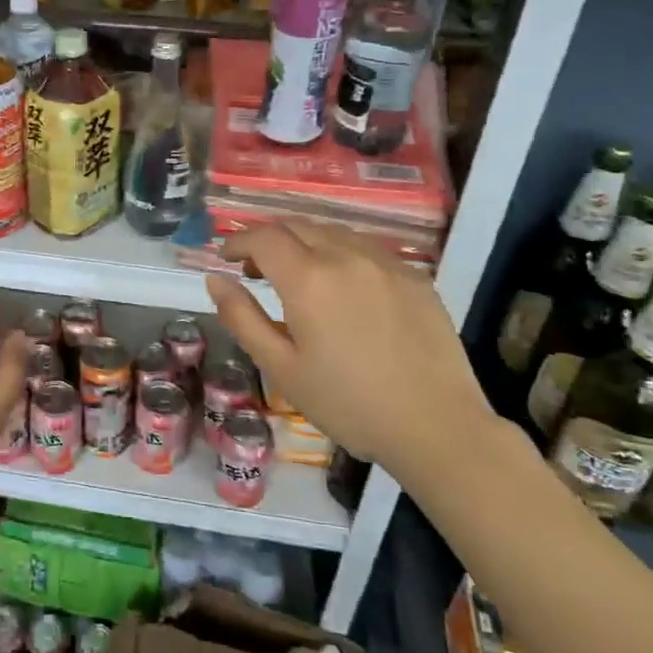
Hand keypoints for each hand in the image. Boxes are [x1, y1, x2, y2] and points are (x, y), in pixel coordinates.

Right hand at [205, 222, 496, 496]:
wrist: (437, 426)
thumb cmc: (348, 403)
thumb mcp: (281, 368)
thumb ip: (242, 318)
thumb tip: (215, 279)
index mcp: (308, 279)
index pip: (263, 237)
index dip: (238, 241)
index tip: (226, 258)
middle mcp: (346, 256)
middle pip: (297, 226)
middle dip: (268, 239)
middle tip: (255, 269)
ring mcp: (386, 262)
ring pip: (333, 232)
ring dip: (305, 243)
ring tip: (298, 276)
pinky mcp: (414, 276)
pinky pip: (366, 249)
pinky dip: (340, 254)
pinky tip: (344, 288)